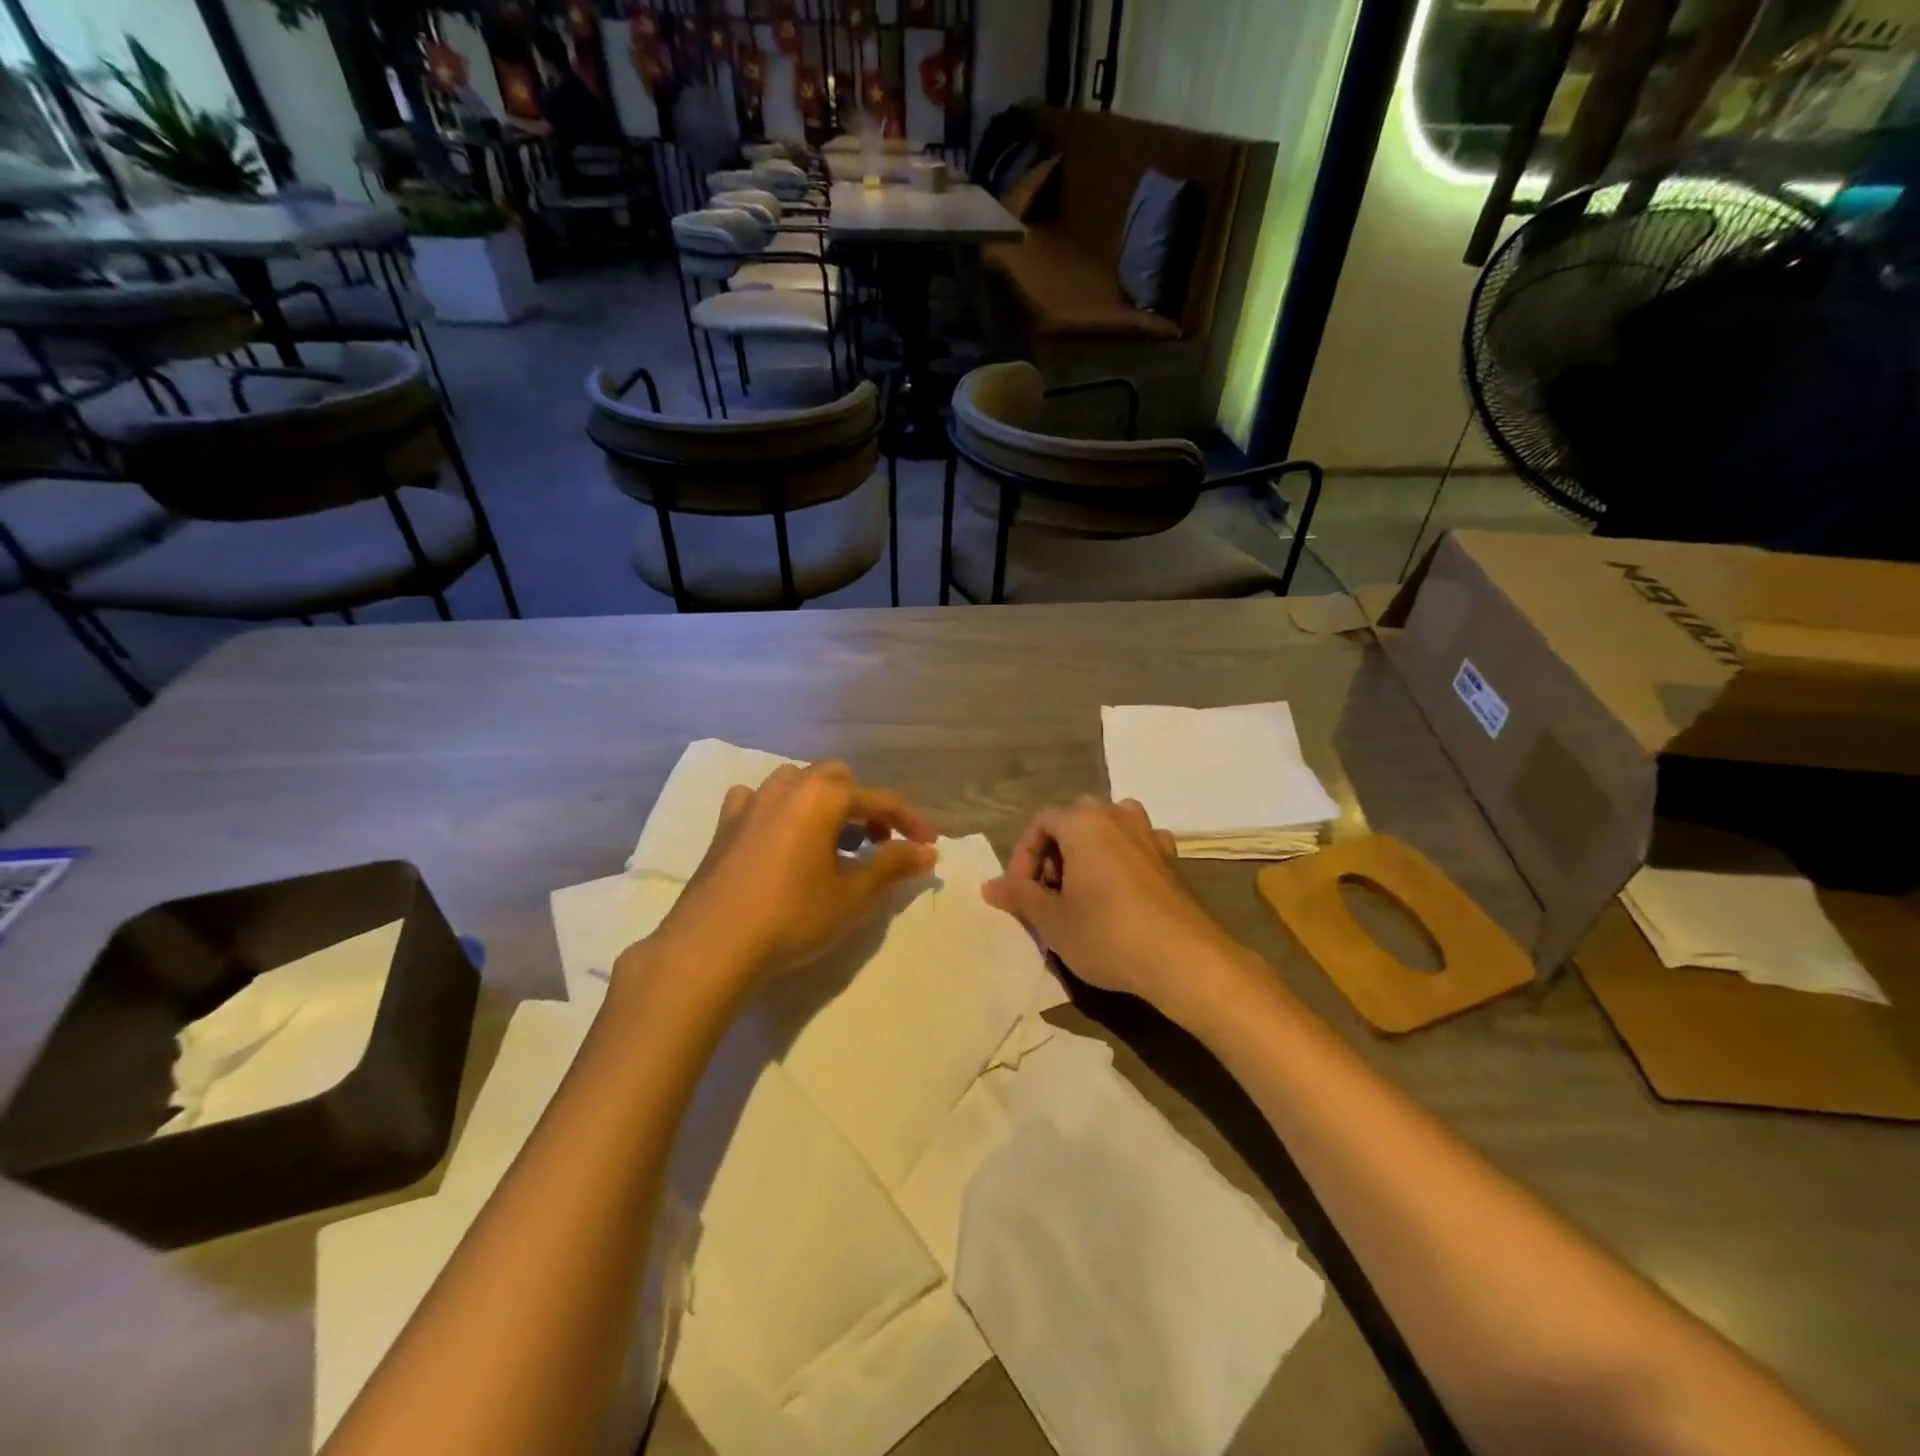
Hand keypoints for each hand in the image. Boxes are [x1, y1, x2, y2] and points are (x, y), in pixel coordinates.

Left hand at [647, 762, 937, 984]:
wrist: (711, 944)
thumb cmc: (791, 916)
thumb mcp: (852, 895)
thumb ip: (892, 865)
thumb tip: (927, 851)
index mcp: (822, 796)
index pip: (879, 799)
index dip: (909, 821)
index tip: (929, 846)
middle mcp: (787, 786)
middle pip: (838, 780)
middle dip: (864, 806)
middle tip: (877, 841)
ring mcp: (751, 801)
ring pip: (799, 785)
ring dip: (825, 805)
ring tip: (834, 843)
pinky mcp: (726, 824)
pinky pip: (762, 801)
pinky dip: (782, 811)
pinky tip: (782, 838)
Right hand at [982, 797, 1256, 1020]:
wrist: (1183, 960)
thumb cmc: (1107, 934)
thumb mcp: (1053, 921)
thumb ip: (1020, 896)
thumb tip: (989, 885)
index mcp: (1084, 823)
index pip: (1041, 822)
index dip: (1023, 855)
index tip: (1020, 892)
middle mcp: (1117, 817)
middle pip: (1074, 818)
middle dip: (1055, 850)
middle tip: (1049, 890)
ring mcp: (1148, 835)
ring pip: (1108, 826)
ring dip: (1088, 849)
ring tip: (1082, 887)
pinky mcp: (1170, 859)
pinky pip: (1136, 844)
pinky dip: (1120, 857)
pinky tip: (1118, 889)